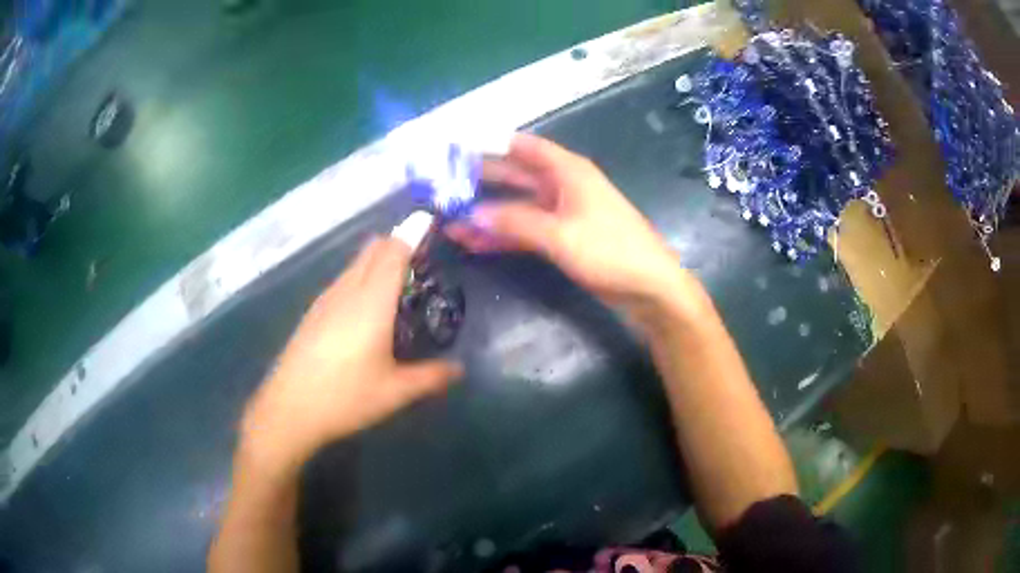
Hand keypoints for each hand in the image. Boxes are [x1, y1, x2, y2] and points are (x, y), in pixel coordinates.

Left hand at [238, 238, 460, 474]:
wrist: (289, 410)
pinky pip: (343, 279)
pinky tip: (366, 307)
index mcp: (371, 302)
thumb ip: (431, 377)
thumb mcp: (395, 392)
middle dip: (397, 243)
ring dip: (378, 260)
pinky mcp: (313, 312)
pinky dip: (361, 276)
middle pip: (373, 249)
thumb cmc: (345, 398)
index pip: (394, 252)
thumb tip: (459, 369)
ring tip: (398, 282)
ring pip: (355, 263)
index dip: (412, 232)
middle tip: (421, 258)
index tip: (430, 221)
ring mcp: (326, 299)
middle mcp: (348, 291)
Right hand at [447, 133, 689, 311]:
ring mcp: (562, 213)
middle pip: (515, 175)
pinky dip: (503, 235)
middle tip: (442, 187)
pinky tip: (474, 242)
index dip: (490, 145)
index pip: (523, 147)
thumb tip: (470, 216)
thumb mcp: (560, 235)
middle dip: (481, 180)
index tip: (456, 150)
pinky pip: (526, 230)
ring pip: (517, 206)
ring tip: (450, 220)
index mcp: (567, 171)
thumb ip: (514, 223)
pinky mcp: (563, 238)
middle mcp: (563, 185)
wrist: (650, 289)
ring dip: (487, 212)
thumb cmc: (611, 252)